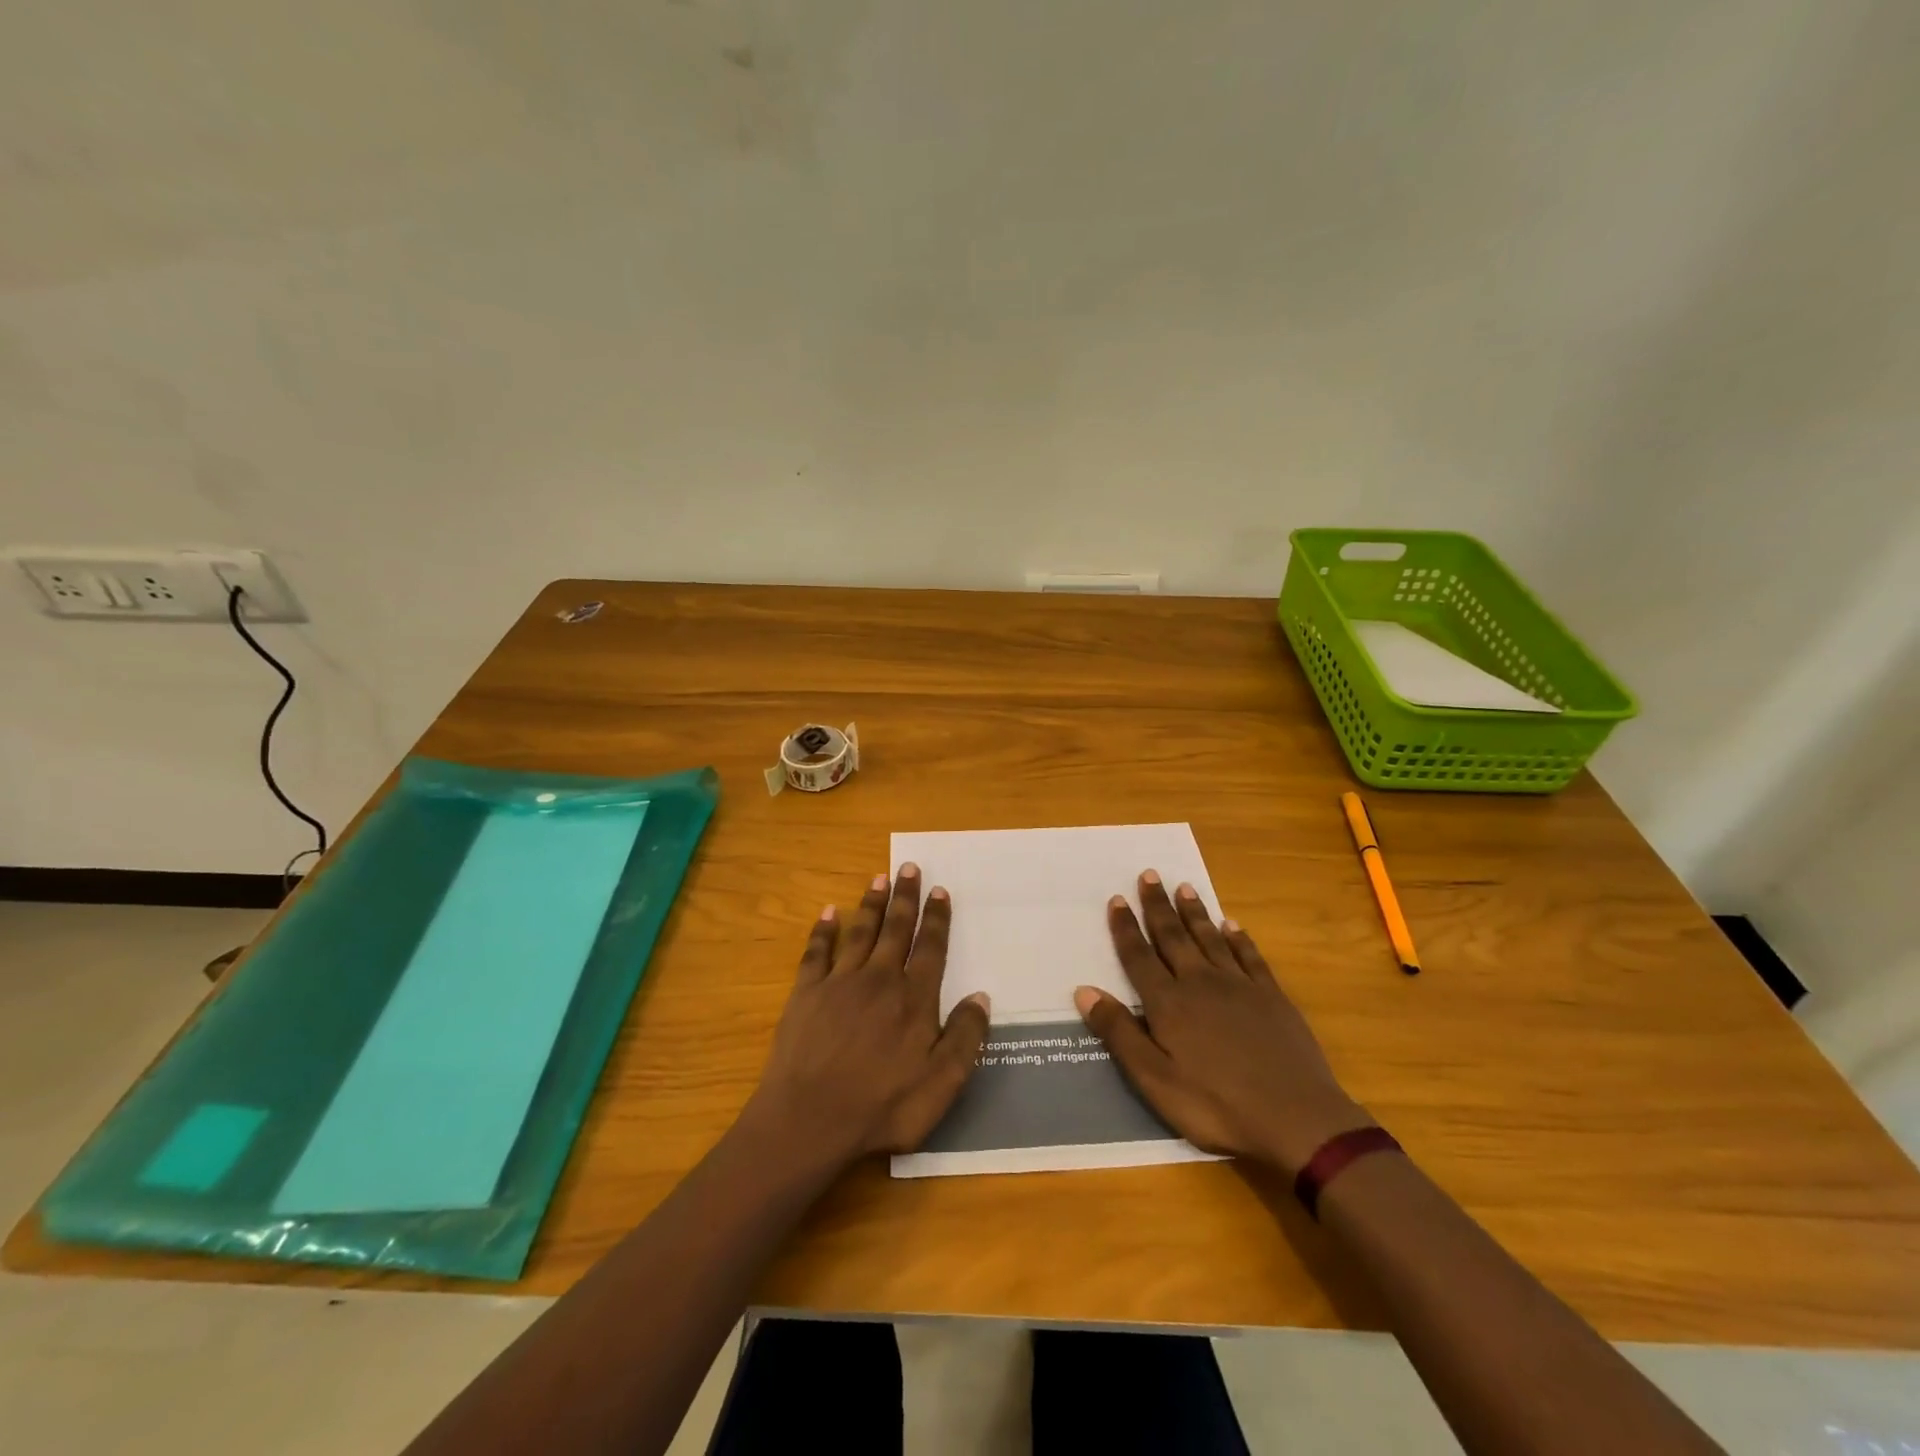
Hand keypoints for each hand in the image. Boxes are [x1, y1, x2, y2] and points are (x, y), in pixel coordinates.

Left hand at [749, 864, 990, 1163]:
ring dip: (871, 904)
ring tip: (878, 878)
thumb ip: (965, 1038)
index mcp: (913, 998)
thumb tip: (981, 996)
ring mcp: (839, 983)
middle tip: (909, 868)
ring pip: (860, 932)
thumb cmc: (882, 1108)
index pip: (930, 948)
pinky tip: (828, 913)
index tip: (940, 891)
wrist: (809, 1122)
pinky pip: (817, 952)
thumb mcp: (941, 1085)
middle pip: (896, 929)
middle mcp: (879, 979)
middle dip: (905, 897)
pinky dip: (823, 930)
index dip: (937, 918)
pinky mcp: (806, 993)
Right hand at [1074, 871, 1372, 1176]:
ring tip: (1184, 887)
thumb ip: (1120, 1033)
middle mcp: (1200, 983)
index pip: (1139, 956)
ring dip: (1195, 912)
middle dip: (1158, 905)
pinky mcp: (1272, 997)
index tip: (1117, 899)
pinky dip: (1238, 938)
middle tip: (1149, 875)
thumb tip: (1084, 991)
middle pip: (1173, 936)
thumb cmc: (1216, 1105)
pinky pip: (1250, 956)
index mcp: (1168, 1003)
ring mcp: (1239, 986)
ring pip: (1210, 938)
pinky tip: (1232, 925)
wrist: (1297, 1120)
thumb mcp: (1155, 1080)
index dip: (1125, 927)